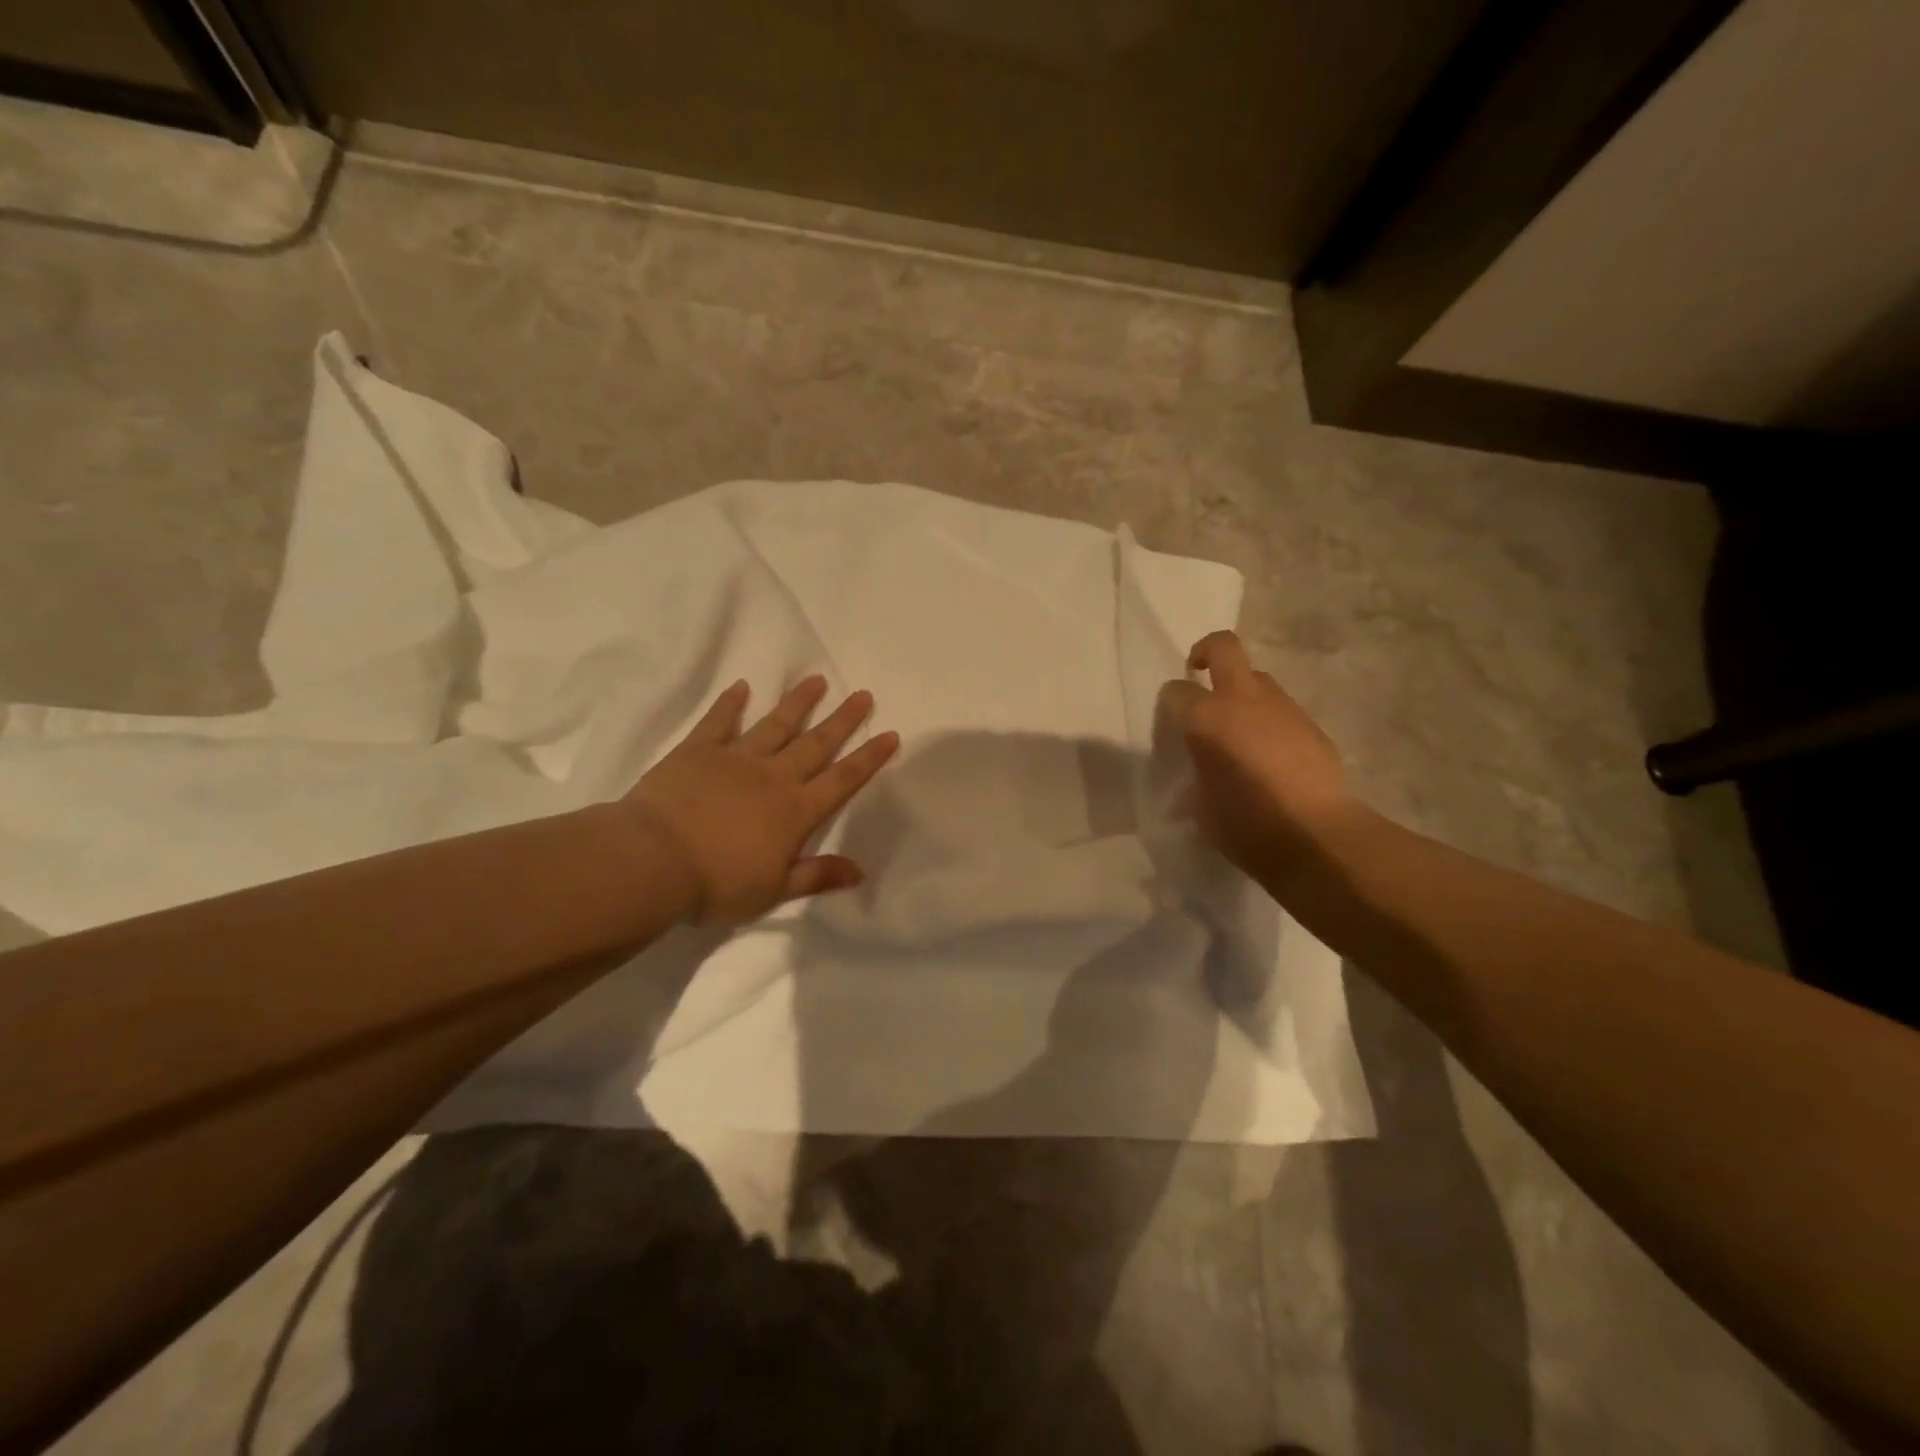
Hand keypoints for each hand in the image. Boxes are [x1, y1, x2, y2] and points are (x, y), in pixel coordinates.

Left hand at [620, 677, 900, 925]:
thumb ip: (817, 876)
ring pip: (775, 725)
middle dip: (842, 720)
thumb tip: (860, 871)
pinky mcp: (698, 751)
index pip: (842, 780)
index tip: (890, 735)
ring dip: (798, 702)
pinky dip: (730, 704)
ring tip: (817, 680)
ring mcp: (735, 759)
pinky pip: (719, 722)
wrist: (653, 861)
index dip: (869, 758)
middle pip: (816, 744)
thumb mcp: (773, 890)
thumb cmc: (717, 883)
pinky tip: (741, 687)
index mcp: (795, 811)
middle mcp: (773, 777)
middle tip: (863, 694)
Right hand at [1156, 631, 1356, 878]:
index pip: (1175, 691)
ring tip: (1238, 728)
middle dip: (1206, 652)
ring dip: (1242, 691)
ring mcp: (1282, 708)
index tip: (1170, 724)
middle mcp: (1243, 700)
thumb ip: (1196, 772)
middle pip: (1224, 648)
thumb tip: (1203, 766)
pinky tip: (1269, 753)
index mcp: (1206, 719)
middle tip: (1198, 673)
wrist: (1317, 837)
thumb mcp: (1200, 803)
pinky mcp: (1311, 724)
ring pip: (1257, 677)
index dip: (1169, 704)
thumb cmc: (1246, 826)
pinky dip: (1268, 719)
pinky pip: (1280, 708)